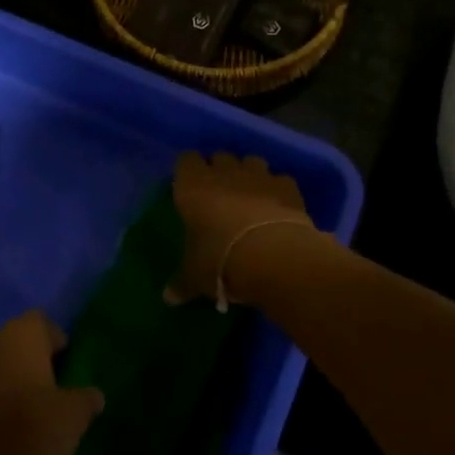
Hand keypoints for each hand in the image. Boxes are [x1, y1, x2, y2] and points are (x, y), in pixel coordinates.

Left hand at [0, 311, 103, 454]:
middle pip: (5, 340)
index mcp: (20, 336)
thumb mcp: (74, 417)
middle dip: (16, 357)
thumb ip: (86, 399)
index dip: (52, 341)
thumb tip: (93, 395)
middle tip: (31, 385)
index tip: (61, 363)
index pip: (41, 323)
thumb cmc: (31, 435)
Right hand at [170, 151, 316, 307]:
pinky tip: (277, 207)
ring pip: (251, 160)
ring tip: (250, 196)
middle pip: (219, 156)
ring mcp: (258, 175)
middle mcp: (224, 173)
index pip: (186, 160)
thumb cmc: (220, 261)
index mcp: (192, 186)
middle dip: (220, 169)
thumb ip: (181, 282)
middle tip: (219, 193)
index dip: (188, 170)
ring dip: (249, 174)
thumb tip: (168, 298)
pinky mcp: (287, 186)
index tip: (189, 186)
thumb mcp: (195, 277)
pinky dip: (277, 189)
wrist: (273, 256)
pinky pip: (279, 179)